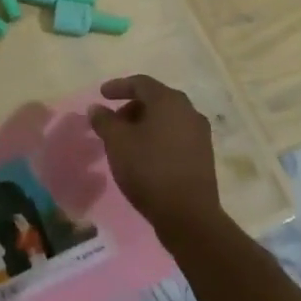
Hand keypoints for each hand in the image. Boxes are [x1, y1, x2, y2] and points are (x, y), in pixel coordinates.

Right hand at [89, 75, 221, 235]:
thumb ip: (104, 120)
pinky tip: (145, 155)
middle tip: (113, 121)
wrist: (189, 217)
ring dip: (145, 124)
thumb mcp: (117, 142)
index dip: (118, 86)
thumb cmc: (149, 170)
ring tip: (126, 141)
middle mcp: (189, 111)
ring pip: (167, 119)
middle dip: (131, 107)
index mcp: (169, 101)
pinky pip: (176, 136)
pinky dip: (158, 138)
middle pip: (155, 100)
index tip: (102, 95)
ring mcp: (200, 135)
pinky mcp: (204, 157)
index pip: (140, 83)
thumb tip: (96, 108)